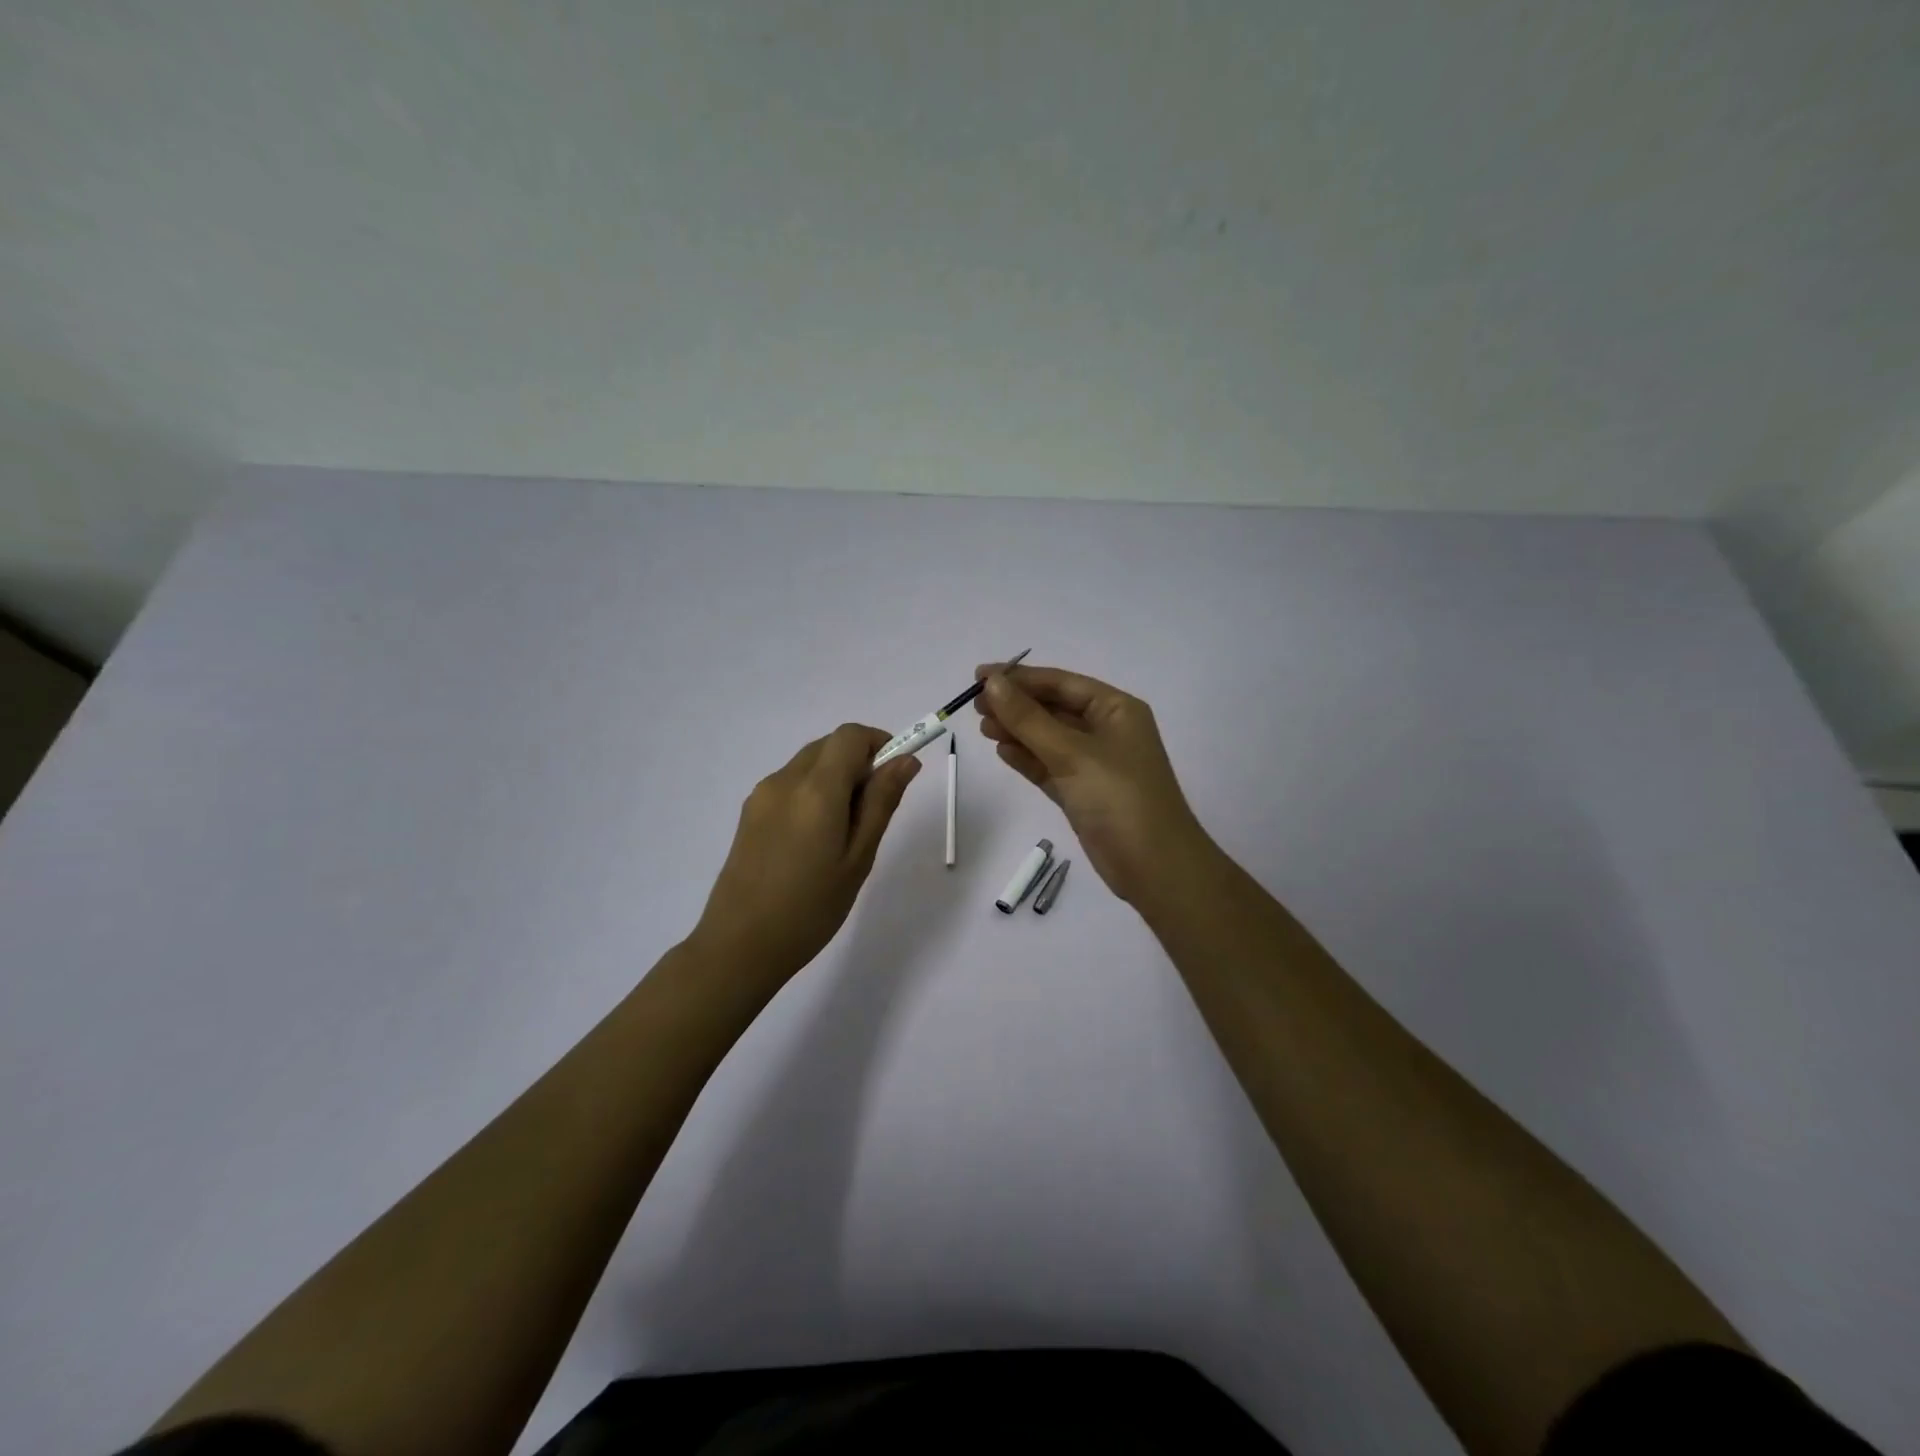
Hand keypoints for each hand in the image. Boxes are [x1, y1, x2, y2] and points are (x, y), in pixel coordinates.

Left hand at [690, 724, 920, 984]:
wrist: (740, 946)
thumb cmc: (811, 908)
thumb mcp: (859, 857)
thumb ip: (882, 802)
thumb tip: (906, 760)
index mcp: (816, 789)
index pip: (850, 735)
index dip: (879, 742)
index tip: (896, 774)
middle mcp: (785, 780)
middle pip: (829, 745)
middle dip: (859, 761)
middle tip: (874, 809)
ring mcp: (762, 795)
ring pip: (809, 763)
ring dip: (835, 777)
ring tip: (844, 832)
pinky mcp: (749, 813)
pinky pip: (790, 784)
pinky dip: (813, 792)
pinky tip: (814, 839)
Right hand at [974, 664, 1209, 903]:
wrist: (1154, 867)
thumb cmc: (1118, 798)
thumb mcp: (1071, 752)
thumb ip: (1028, 718)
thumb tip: (992, 683)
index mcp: (1116, 709)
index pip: (1061, 683)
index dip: (1020, 678)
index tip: (979, 677)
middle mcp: (1107, 730)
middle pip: (1053, 708)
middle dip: (1016, 705)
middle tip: (974, 705)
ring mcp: (1095, 764)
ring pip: (1048, 738)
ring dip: (1017, 730)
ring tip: (982, 727)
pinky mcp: (1083, 793)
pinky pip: (1049, 766)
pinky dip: (1027, 758)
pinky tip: (1002, 751)